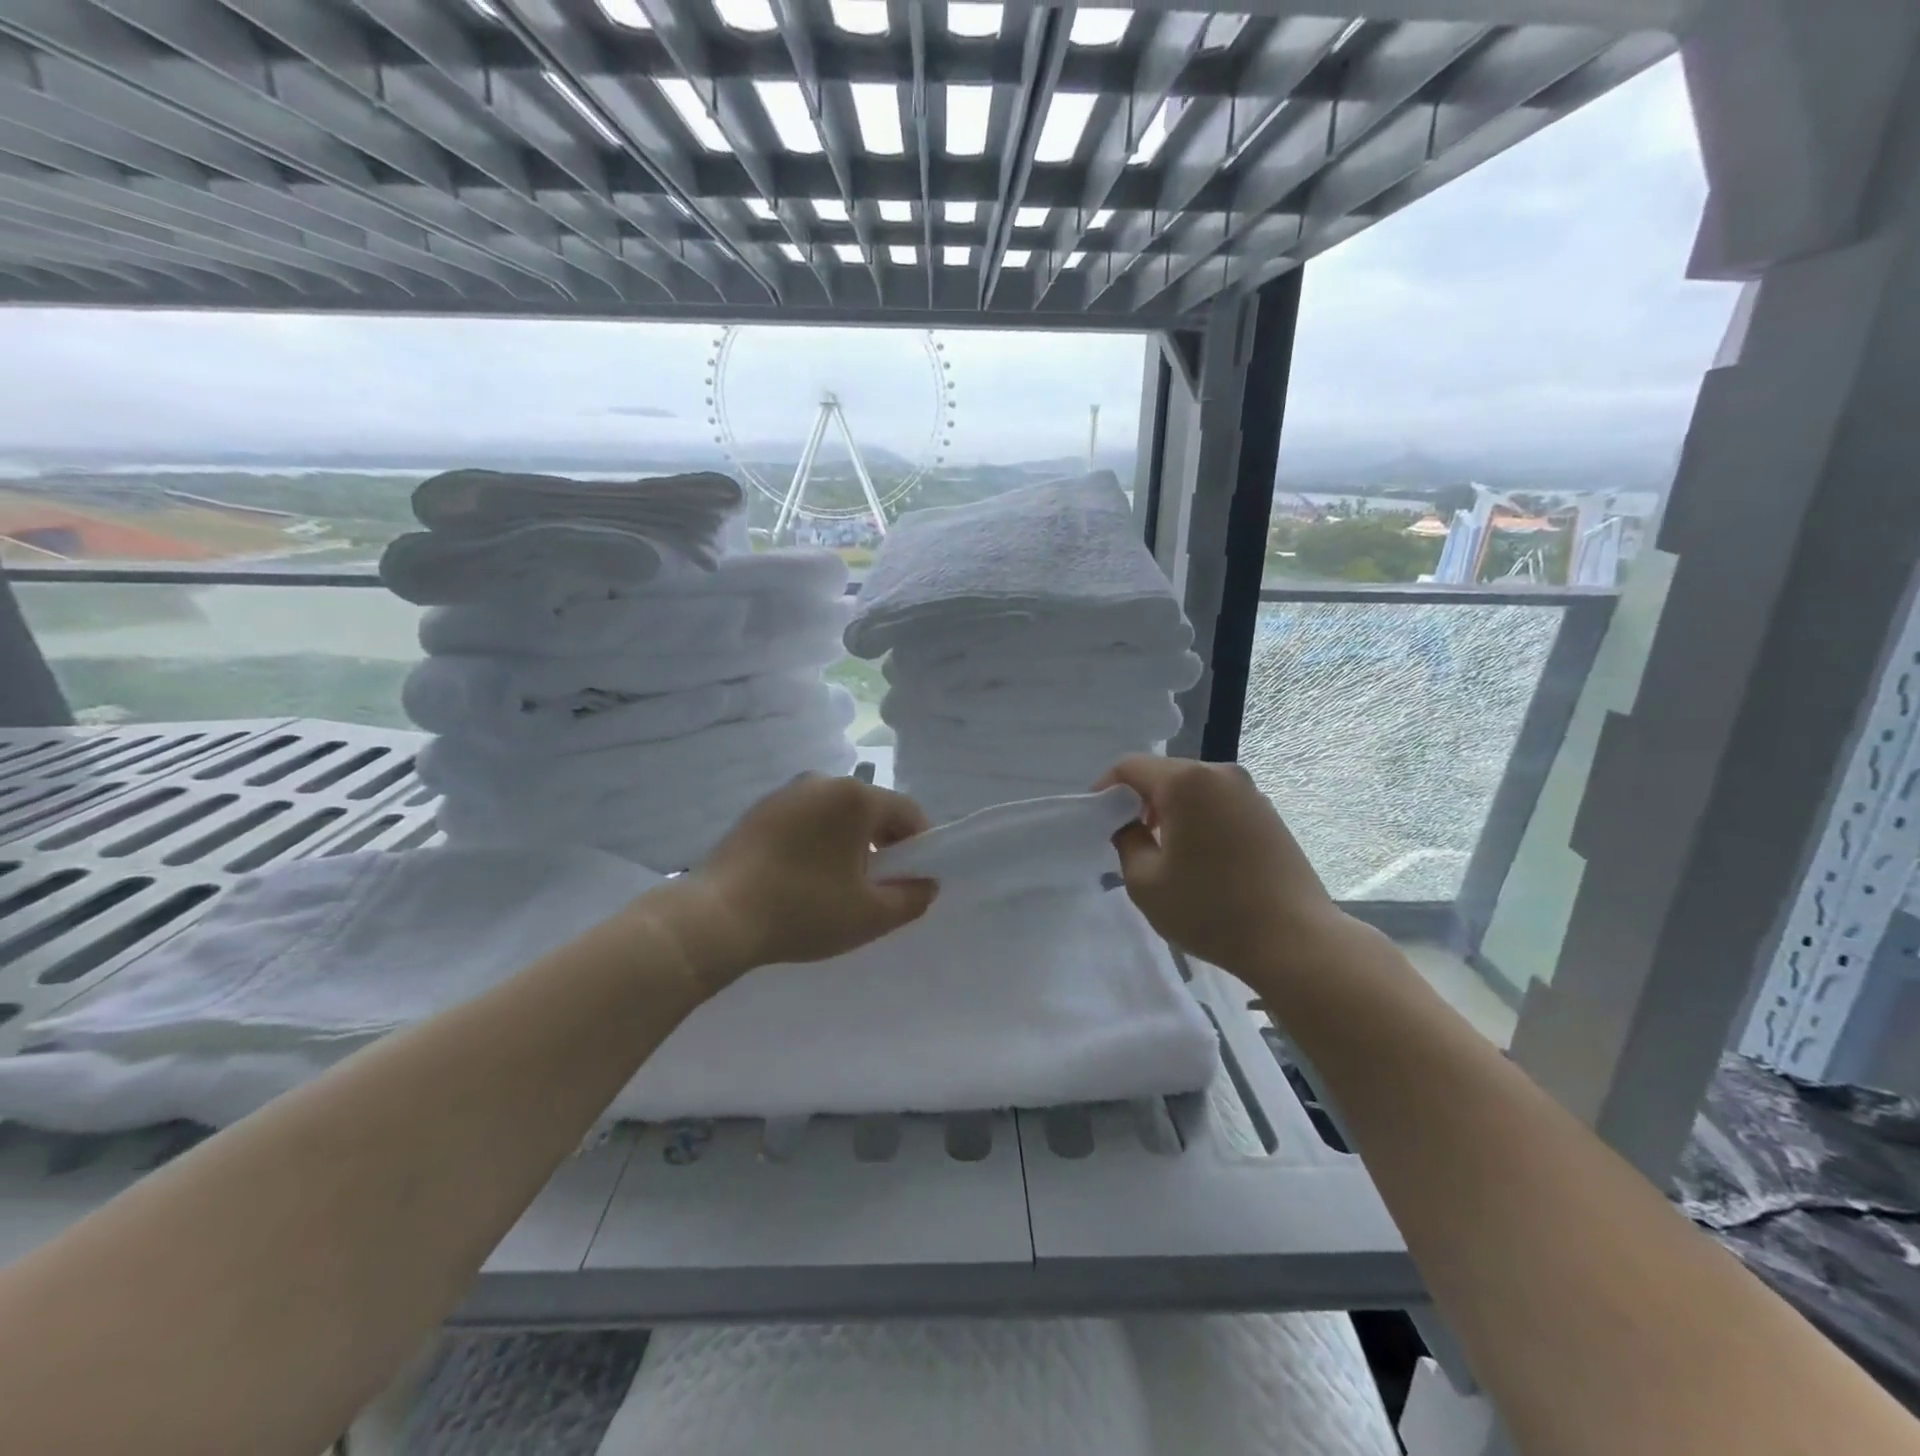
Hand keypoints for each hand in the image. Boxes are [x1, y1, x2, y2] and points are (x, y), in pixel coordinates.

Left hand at [656, 774, 936, 988]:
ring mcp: (786, 793)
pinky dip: (817, 842)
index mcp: (855, 796)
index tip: (912, 880)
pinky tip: (803, 878)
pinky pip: (806, 820)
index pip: (908, 812)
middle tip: (876, 887)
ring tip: (837, 886)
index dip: (919, 846)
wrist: (717, 917)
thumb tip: (925, 884)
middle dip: (883, 845)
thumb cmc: (803, 910)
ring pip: (837, 815)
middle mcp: (822, 781)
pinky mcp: (759, 810)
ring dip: (849, 844)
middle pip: (871, 810)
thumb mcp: (870, 915)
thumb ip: (912, 898)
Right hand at [1096, 755, 1350, 978]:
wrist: (1295, 940)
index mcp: (1186, 782)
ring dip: (1171, 810)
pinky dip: (1200, 818)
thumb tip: (1130, 825)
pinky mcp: (1269, 814)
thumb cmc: (1210, 909)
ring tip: (1164, 849)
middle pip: (1165, 773)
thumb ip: (1126, 841)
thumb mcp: (1145, 882)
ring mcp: (1250, 792)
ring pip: (1194, 789)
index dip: (1106, 787)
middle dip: (1140, 799)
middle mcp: (1220, 774)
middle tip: (1127, 835)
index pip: (1131, 766)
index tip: (1096, 816)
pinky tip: (1200, 856)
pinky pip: (1219, 803)